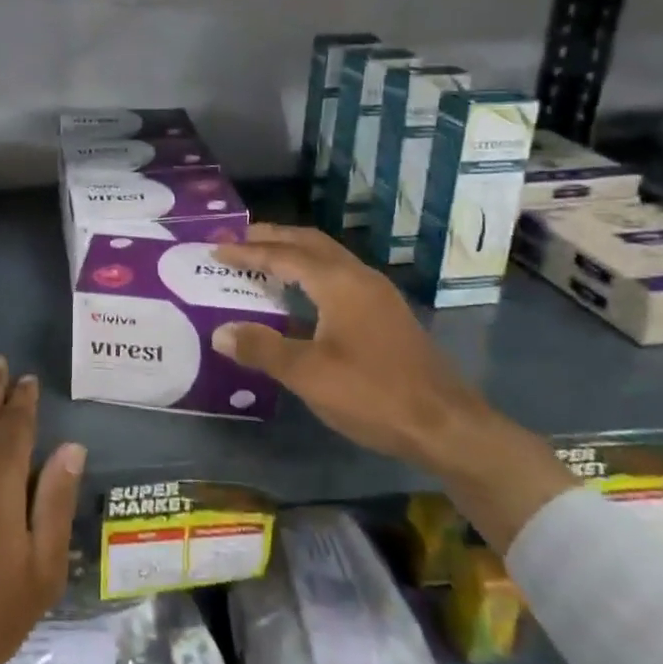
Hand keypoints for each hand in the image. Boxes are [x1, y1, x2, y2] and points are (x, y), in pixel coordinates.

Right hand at [213, 224, 572, 551]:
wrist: (447, 425)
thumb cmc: (373, 394)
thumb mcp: (309, 375)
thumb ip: (263, 349)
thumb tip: (221, 332)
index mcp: (338, 282)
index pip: (283, 254)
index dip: (247, 251)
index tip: (215, 248)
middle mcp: (359, 277)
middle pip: (310, 243)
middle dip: (272, 238)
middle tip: (238, 240)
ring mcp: (377, 294)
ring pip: (328, 258)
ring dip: (294, 253)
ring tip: (264, 261)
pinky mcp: (386, 314)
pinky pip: (339, 276)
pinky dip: (311, 273)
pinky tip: (301, 296)